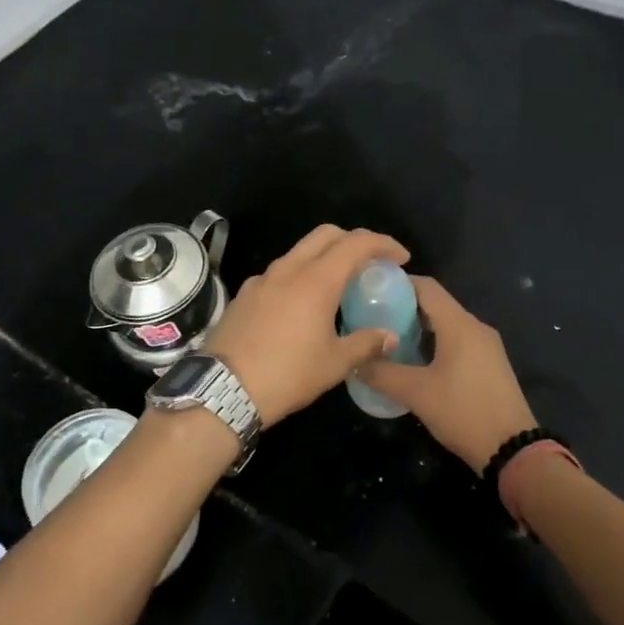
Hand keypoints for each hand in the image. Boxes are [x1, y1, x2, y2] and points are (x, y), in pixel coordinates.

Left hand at [204, 225, 410, 426]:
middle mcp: (289, 269)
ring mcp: (263, 279)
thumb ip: (366, 344)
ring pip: (300, 251)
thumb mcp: (335, 363)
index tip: (400, 257)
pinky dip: (300, 274)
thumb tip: (390, 336)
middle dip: (353, 240)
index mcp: (316, 280)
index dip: (383, 244)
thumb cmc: (287, 374)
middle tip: (371, 262)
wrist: (223, 389)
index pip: (356, 243)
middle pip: (326, 234)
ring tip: (339, 283)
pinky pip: (280, 272)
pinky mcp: (245, 294)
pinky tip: (303, 304)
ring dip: (325, 256)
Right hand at [361, 277, 536, 472]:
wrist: (512, 449)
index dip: (398, 283)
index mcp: (459, 324)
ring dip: (419, 326)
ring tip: (388, 338)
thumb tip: (353, 360)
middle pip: (436, 304)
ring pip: (447, 324)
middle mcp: (475, 327)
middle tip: (373, 316)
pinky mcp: (489, 364)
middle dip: (404, 306)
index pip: (426, 287)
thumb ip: (382, 373)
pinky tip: (415, 360)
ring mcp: (486, 346)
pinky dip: (435, 342)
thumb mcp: (416, 393)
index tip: (370, 289)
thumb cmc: (463, 412)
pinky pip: (458, 341)